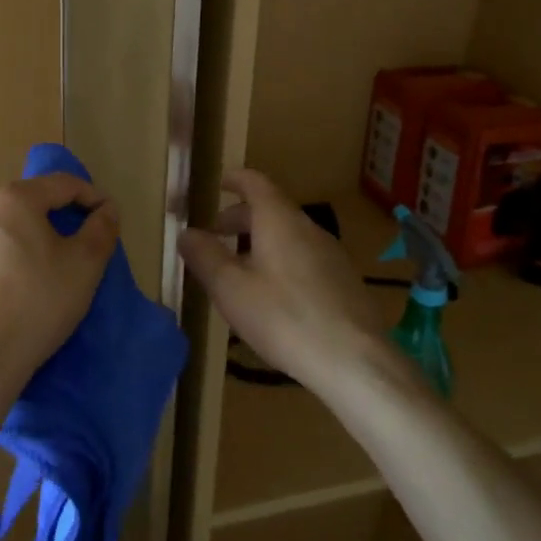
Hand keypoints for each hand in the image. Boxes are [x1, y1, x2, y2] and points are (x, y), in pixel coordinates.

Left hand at [0, 173, 119, 400]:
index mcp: (13, 201)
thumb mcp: (85, 266)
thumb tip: (105, 210)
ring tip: (33, 280)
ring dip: (18, 247)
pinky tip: (1, 301)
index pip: (62, 184)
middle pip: (25, 207)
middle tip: (73, 251)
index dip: (91, 197)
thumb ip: (101, 229)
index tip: (107, 218)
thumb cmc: (37, 304)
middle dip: (52, 223)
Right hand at [178, 170, 386, 385]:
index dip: (235, 179)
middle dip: (241, 217)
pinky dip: (281, 260)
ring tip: (240, 268)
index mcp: (278, 220)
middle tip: (217, 235)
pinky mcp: (344, 281)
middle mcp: (308, 227)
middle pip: (272, 209)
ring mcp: (331, 254)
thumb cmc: (283, 317)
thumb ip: (205, 256)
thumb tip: (186, 232)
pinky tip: (273, 294)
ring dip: (261, 241)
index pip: (255, 182)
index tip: (219, 183)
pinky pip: (304, 256)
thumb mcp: (230, 288)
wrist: (354, 360)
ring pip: (289, 234)